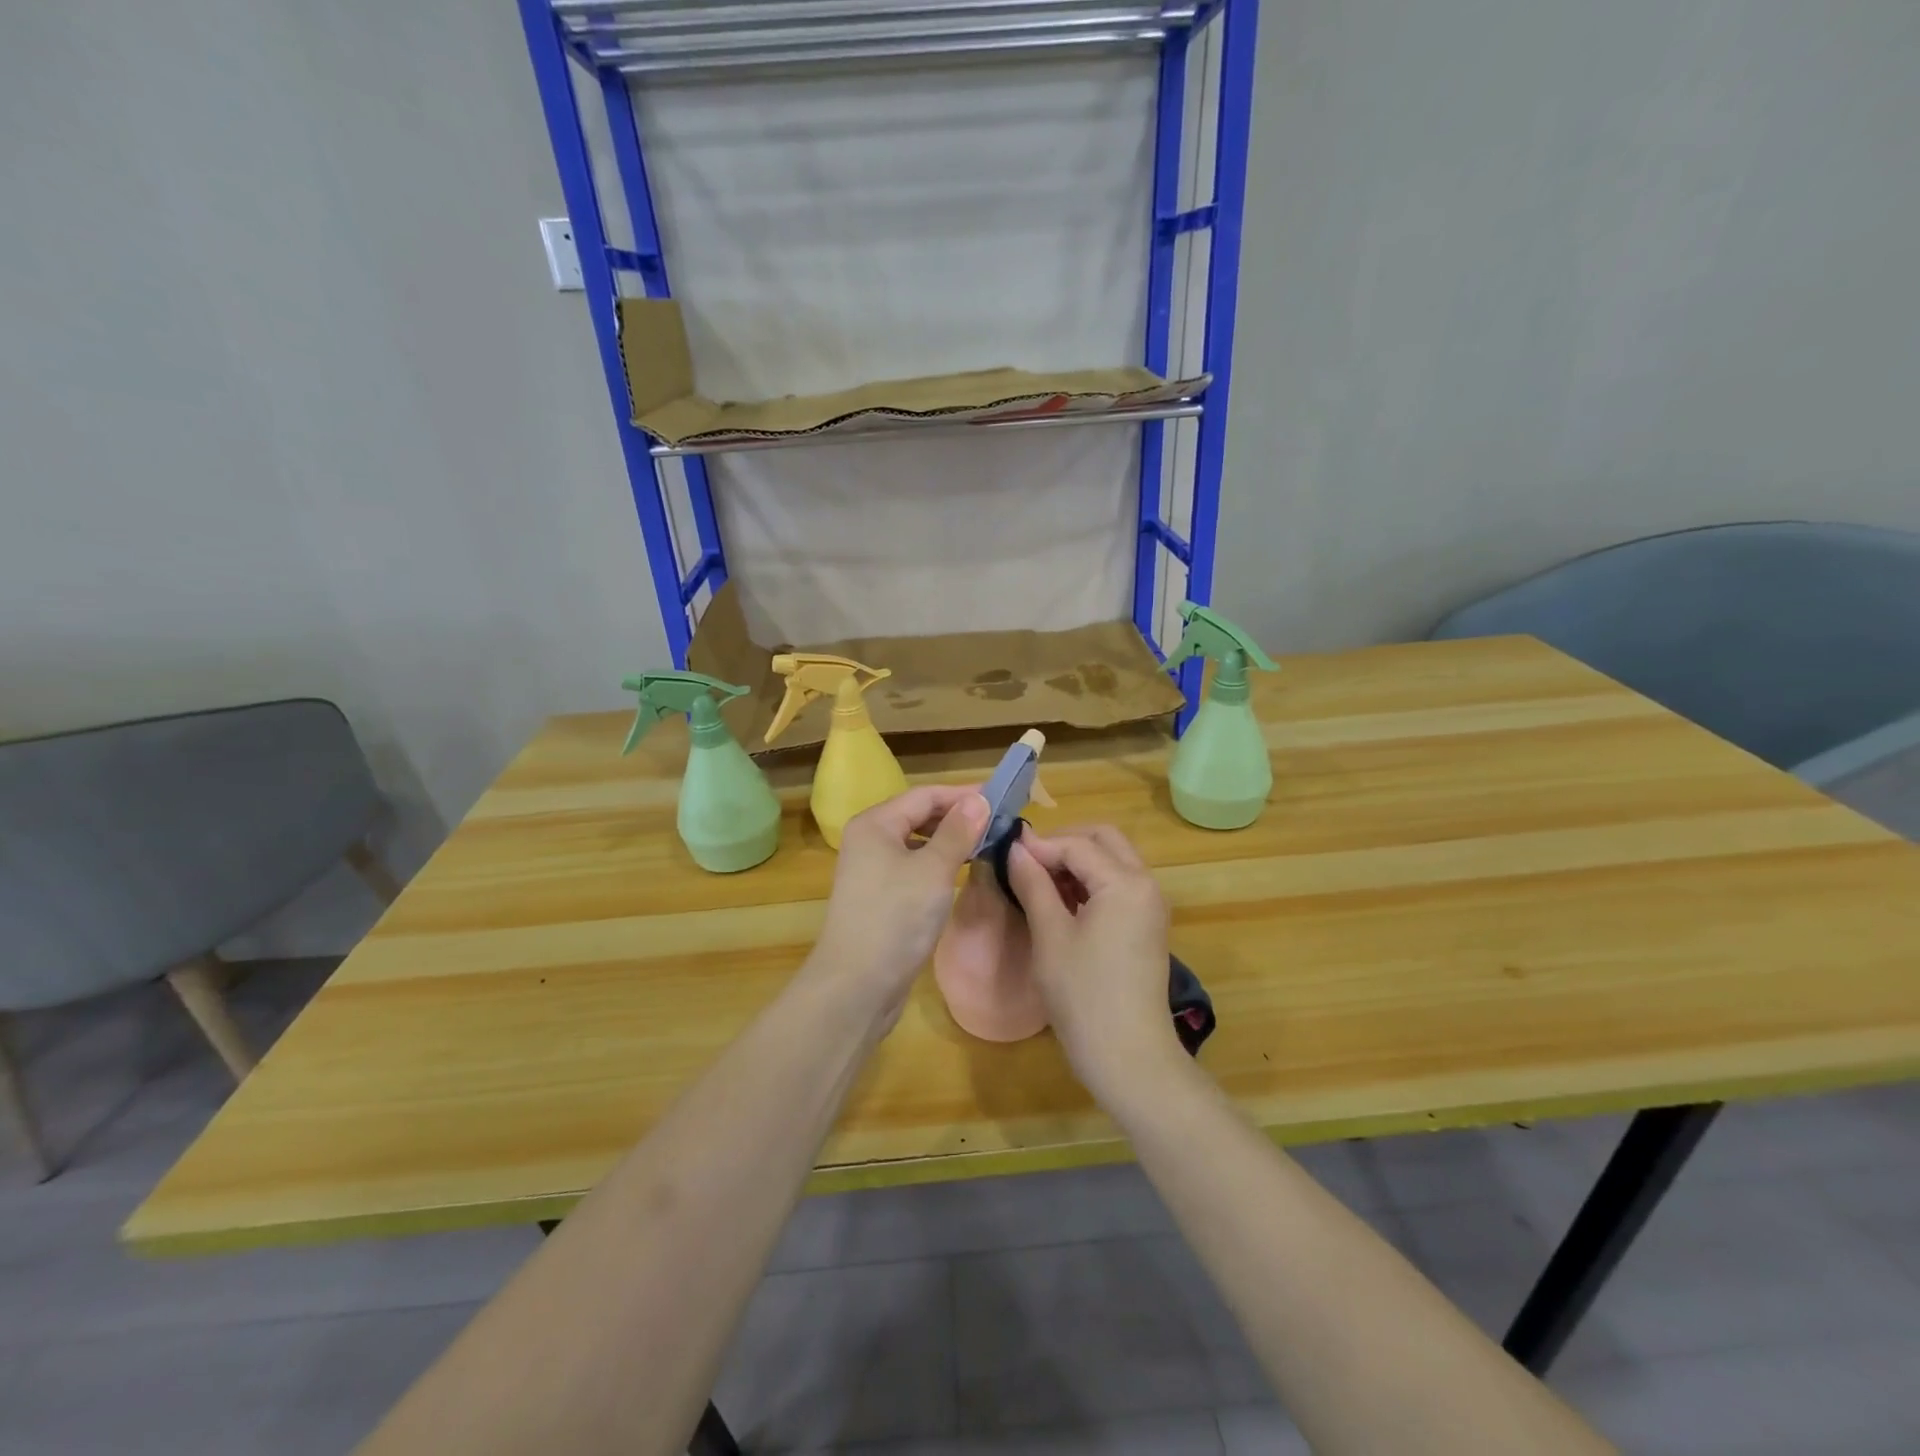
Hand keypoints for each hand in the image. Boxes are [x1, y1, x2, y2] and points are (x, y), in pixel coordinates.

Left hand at [806, 785, 987, 1028]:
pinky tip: (961, 872)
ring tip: (987, 845)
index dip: (963, 795)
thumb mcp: (934, 870)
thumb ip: (958, 832)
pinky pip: (914, 867)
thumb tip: (979, 800)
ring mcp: (872, 870)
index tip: (1001, 800)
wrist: (856, 985)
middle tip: (999, 824)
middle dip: (958, 817)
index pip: (925, 795)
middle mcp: (869, 840)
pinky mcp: (880, 897)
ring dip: (950, 841)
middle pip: (919, 816)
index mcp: (875, 824)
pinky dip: (939, 864)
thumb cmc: (895, 919)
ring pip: (918, 843)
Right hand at [1005, 824, 1185, 1105]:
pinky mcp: (1147, 926)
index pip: (1077, 845)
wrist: (1129, 1057)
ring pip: (1113, 861)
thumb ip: (1033, 885)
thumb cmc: (1084, 995)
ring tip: (1038, 881)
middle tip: (1026, 861)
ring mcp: (1150, 906)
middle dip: (1064, 842)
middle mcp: (1146, 884)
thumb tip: (1015, 849)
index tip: (1005, 851)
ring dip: (1078, 861)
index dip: (1039, 845)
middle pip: (1104, 840)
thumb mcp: (1051, 936)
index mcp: (1125, 882)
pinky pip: (1119, 885)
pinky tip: (1061, 901)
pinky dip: (1091, 882)